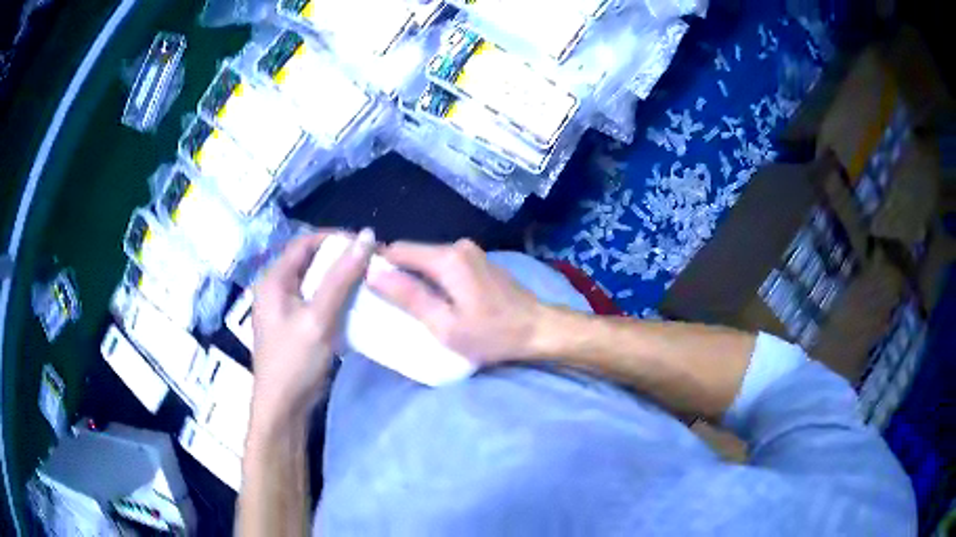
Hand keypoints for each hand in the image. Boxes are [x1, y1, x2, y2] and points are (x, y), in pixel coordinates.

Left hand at [250, 230, 374, 427]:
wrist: (284, 408)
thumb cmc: (294, 362)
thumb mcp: (318, 318)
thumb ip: (341, 278)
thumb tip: (366, 236)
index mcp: (274, 281)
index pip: (304, 243)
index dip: (333, 238)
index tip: (363, 244)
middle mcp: (277, 290)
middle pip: (310, 262)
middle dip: (340, 259)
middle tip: (371, 264)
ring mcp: (287, 310)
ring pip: (316, 283)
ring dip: (341, 280)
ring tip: (369, 282)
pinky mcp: (297, 326)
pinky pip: (319, 302)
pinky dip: (337, 299)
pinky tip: (357, 305)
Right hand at [368, 239, 544, 364]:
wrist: (538, 328)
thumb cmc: (492, 333)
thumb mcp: (445, 324)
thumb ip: (409, 297)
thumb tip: (373, 273)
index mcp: (446, 258)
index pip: (398, 249)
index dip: (379, 264)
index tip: (367, 285)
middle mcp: (457, 246)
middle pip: (413, 253)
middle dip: (396, 272)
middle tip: (385, 301)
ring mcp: (471, 252)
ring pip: (428, 259)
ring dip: (415, 276)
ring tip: (406, 303)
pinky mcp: (478, 261)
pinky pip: (444, 264)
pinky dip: (432, 277)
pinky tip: (433, 298)